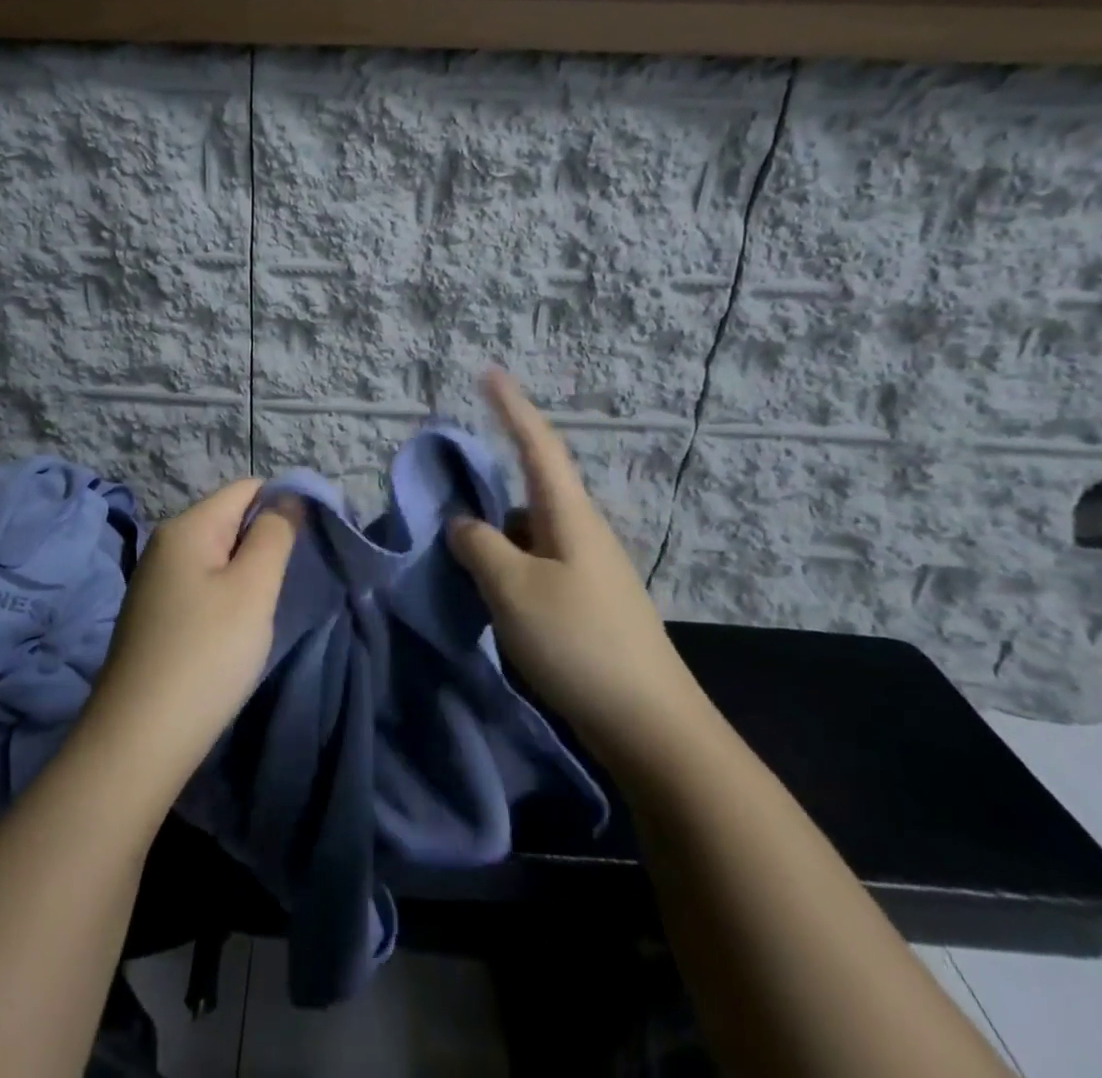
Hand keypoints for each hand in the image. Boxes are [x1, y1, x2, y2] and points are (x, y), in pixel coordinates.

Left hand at [84, 480, 299, 789]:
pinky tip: (235, 631)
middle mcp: (165, 544)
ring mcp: (155, 581)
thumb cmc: (206, 654)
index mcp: (186, 527)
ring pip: (216, 556)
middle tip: (293, 580)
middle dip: (265, 542)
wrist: (139, 740)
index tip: (312, 540)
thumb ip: (274, 535)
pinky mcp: (154, 615)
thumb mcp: (252, 589)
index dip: (283, 503)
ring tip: (267, 608)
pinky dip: (225, 597)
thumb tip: (287, 498)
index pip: (245, 489)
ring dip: (246, 573)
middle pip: (229, 520)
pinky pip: (201, 586)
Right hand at [448, 369, 707, 764]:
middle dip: (492, 481)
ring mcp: (588, 570)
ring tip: (455, 552)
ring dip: (494, 534)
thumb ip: (479, 547)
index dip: (512, 407)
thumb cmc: (580, 643)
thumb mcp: (513, 590)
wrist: (652, 727)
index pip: (538, 446)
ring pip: (529, 533)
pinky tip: (485, 592)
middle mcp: (582, 533)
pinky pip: (535, 565)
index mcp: (569, 516)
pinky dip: (506, 565)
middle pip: (531, 490)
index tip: (490, 373)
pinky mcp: (586, 604)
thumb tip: (463, 525)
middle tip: (449, 484)